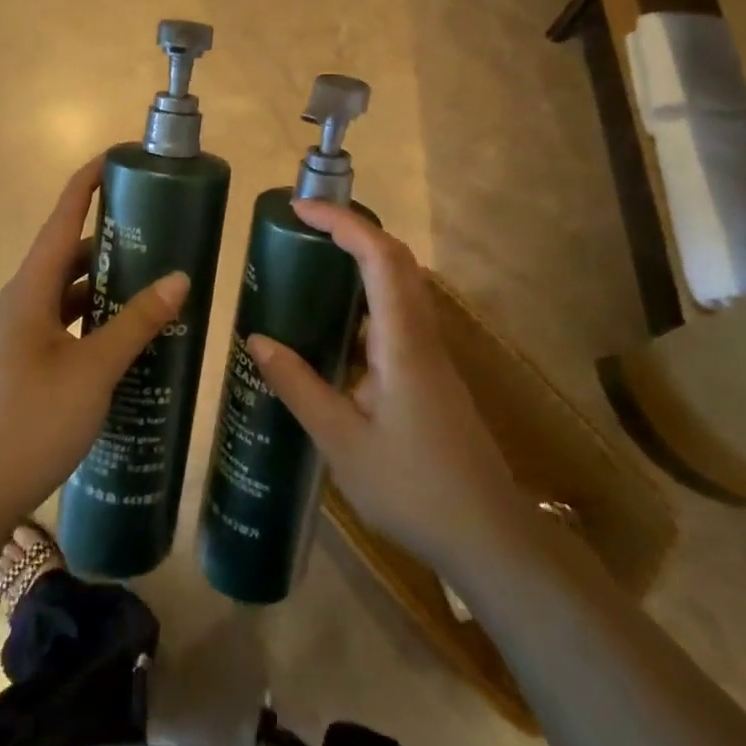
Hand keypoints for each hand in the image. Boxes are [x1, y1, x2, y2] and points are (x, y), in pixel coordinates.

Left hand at [0, 157, 187, 528]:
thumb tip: (178, 277)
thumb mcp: (93, 369)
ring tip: (153, 281)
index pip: (63, 217)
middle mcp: (21, 302)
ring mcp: (18, 334)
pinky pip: (64, 322)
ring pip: (67, 291)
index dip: (89, 182)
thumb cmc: (31, 421)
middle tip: (159, 231)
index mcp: (31, 289)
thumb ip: (136, 322)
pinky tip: (125, 336)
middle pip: (68, 253)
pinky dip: (94, 318)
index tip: (120, 158)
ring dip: (105, 283)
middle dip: (111, 237)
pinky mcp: (22, 363)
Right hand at [246, 201, 523, 571]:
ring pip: (401, 284)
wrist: (487, 535)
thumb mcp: (341, 442)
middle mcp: (421, 334)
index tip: (300, 210)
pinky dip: (367, 297)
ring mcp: (431, 353)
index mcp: (402, 340)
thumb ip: (299, 386)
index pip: (379, 256)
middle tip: (303, 229)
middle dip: (352, 230)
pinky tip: (336, 326)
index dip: (342, 222)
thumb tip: (257, 339)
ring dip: (362, 260)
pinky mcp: (431, 372)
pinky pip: (399, 314)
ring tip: (313, 264)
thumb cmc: (412, 488)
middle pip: (395, 259)